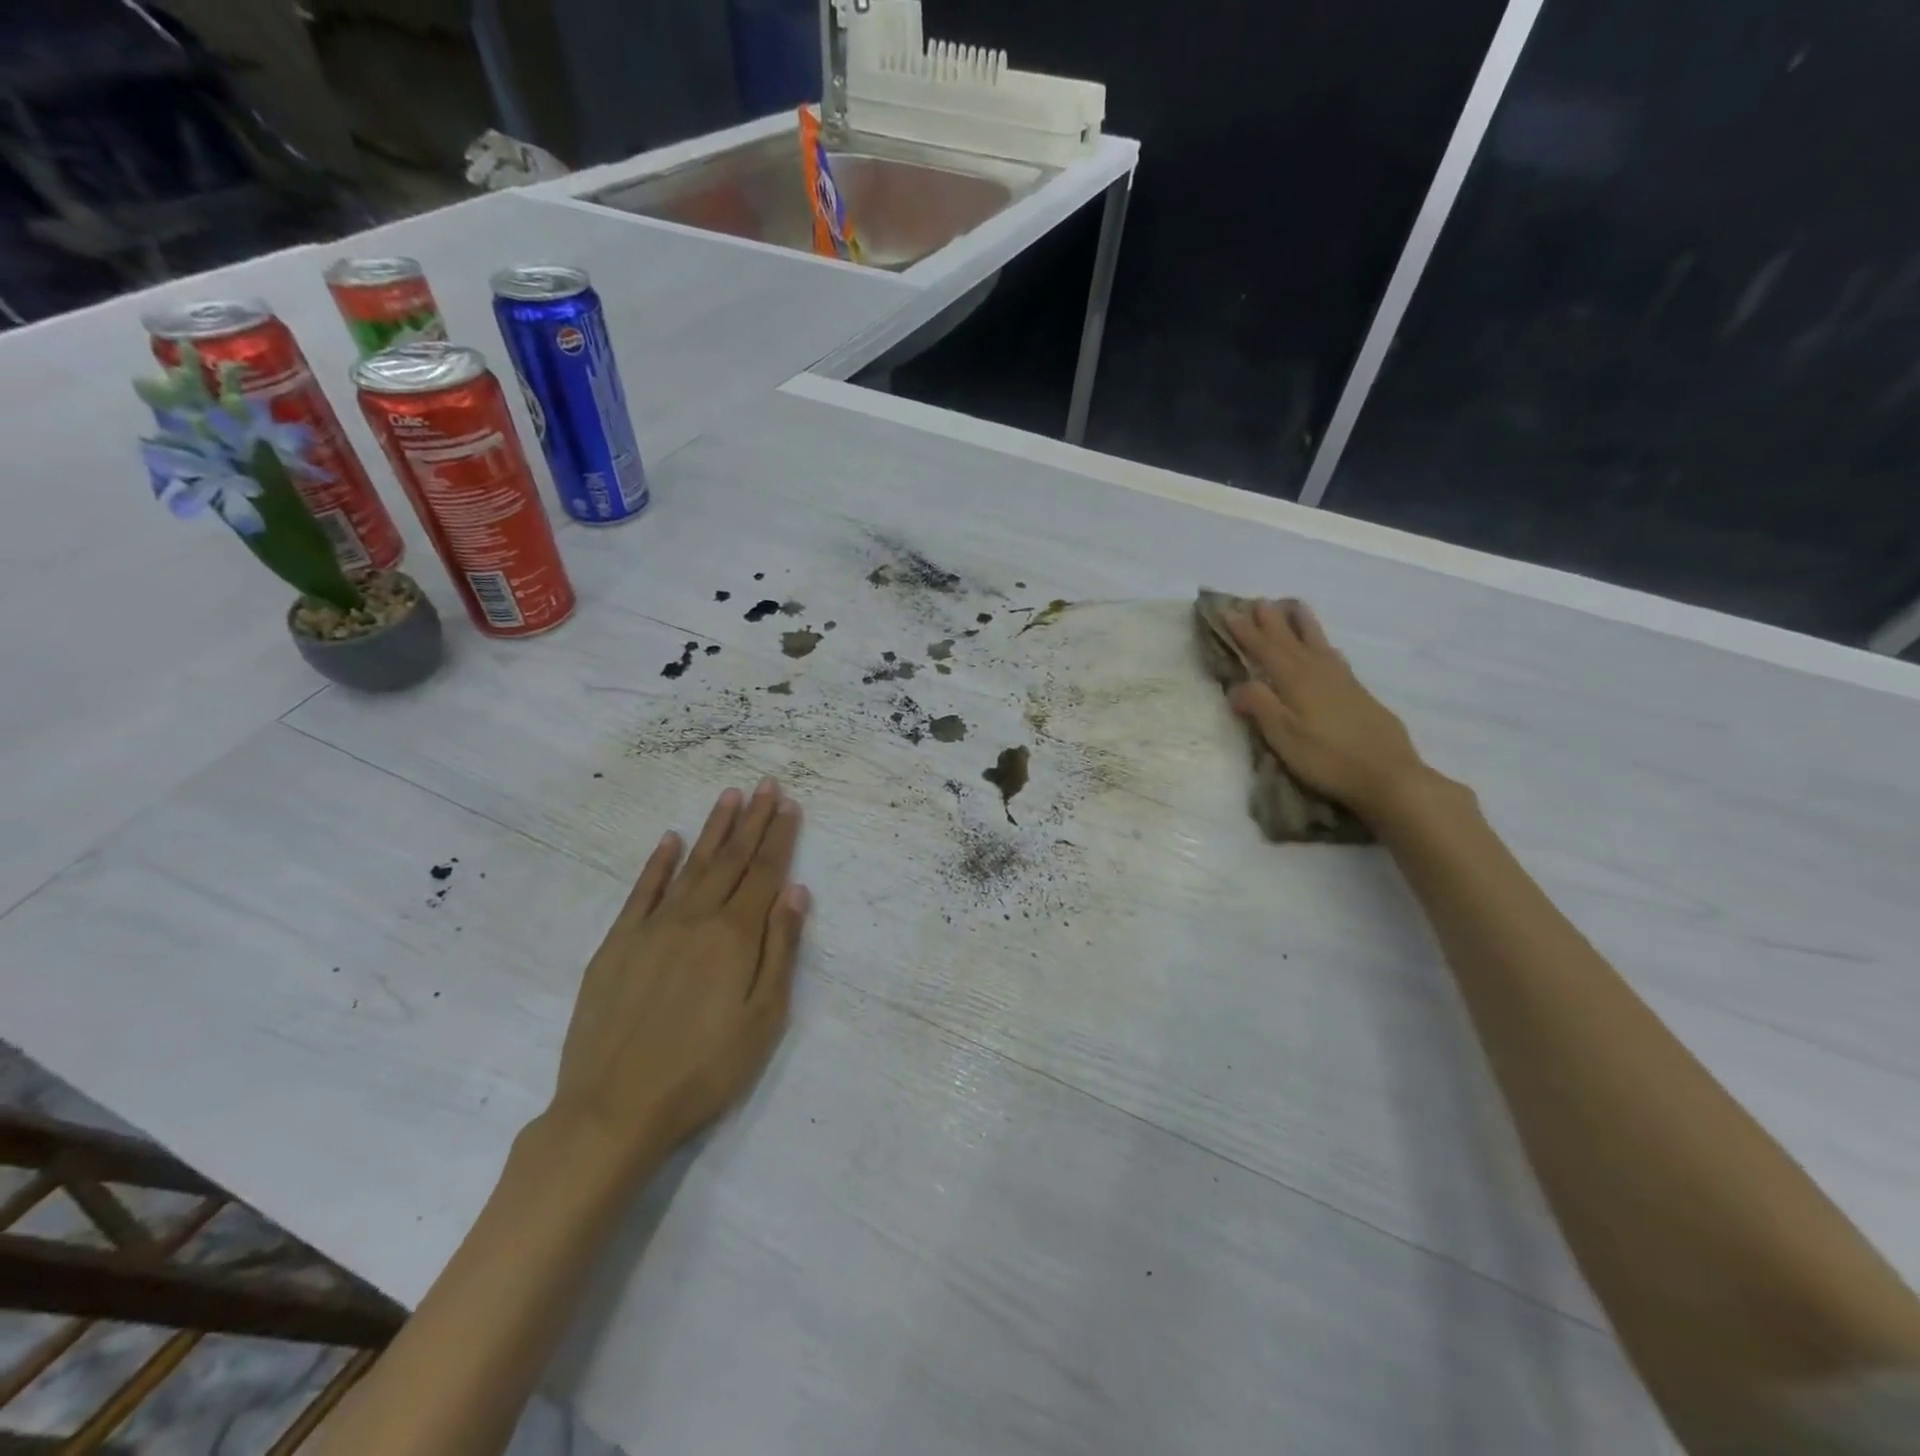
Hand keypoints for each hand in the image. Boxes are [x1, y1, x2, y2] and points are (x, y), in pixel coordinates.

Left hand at [546, 779, 810, 1170]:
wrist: (614, 1108)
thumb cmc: (704, 1069)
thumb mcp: (763, 1018)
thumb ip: (780, 950)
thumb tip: (795, 892)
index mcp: (735, 936)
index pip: (765, 873)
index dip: (779, 837)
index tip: (789, 804)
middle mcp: (695, 918)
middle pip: (731, 860)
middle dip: (753, 820)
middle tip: (766, 784)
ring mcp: (652, 927)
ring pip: (691, 865)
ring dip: (713, 829)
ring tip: (730, 796)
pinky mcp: (618, 943)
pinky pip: (642, 891)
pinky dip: (658, 862)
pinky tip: (670, 839)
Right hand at [1224, 599, 1434, 824]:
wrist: (1389, 775)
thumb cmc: (1328, 758)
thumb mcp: (1284, 736)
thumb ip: (1260, 706)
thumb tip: (1237, 685)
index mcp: (1295, 682)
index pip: (1265, 650)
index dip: (1246, 632)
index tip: (1229, 612)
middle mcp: (1318, 673)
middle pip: (1291, 641)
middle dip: (1272, 621)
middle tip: (1259, 601)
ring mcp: (1343, 681)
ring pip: (1317, 643)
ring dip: (1302, 625)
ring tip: (1294, 606)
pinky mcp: (1359, 694)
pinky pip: (1334, 657)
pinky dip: (1324, 645)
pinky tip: (1327, 648)